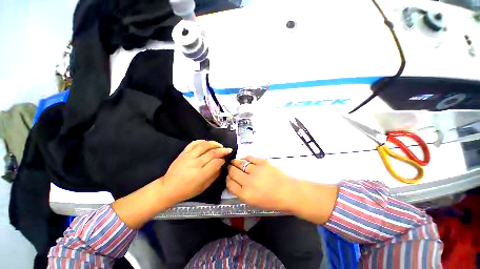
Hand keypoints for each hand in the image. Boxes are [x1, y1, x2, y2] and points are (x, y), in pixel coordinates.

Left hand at [162, 140, 232, 203]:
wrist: (168, 188)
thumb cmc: (187, 190)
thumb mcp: (203, 187)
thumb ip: (214, 175)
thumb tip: (221, 165)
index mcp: (200, 175)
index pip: (216, 162)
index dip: (223, 159)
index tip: (226, 159)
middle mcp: (195, 163)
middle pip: (212, 153)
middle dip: (222, 150)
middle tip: (228, 149)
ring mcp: (188, 156)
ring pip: (204, 145)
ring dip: (214, 144)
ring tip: (219, 145)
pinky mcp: (183, 153)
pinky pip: (194, 143)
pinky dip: (202, 141)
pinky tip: (207, 142)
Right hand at [226, 156, 296, 211]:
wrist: (289, 192)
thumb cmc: (272, 201)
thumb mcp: (254, 203)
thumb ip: (242, 193)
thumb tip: (235, 183)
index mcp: (246, 194)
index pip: (230, 184)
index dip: (227, 179)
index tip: (229, 177)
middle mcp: (248, 182)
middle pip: (233, 172)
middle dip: (230, 169)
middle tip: (230, 167)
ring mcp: (255, 171)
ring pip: (240, 163)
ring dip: (235, 162)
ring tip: (235, 162)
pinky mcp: (262, 163)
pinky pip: (250, 158)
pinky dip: (246, 158)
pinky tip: (245, 159)